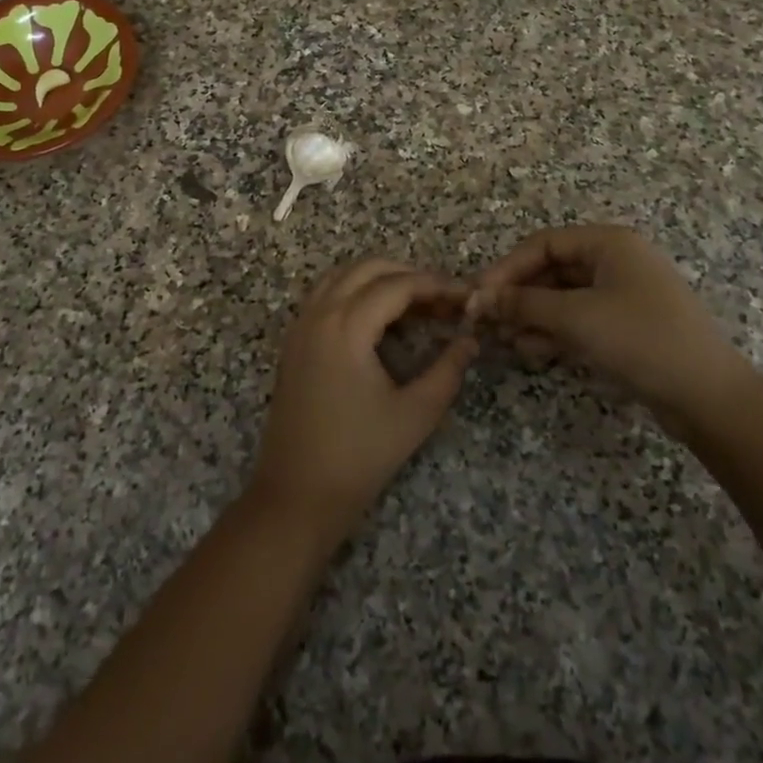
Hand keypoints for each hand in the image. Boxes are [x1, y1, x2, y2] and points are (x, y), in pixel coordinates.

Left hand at [250, 260, 477, 542]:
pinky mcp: (293, 341)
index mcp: (346, 326)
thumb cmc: (359, 456)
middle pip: (367, 268)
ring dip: (378, 279)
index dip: (435, 285)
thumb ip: (447, 370)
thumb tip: (469, 340)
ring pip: (342, 276)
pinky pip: (325, 295)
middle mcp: (319, 314)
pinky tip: (378, 319)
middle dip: (407, 274)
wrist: (296, 494)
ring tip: (414, 303)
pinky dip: (354, 291)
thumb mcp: (415, 414)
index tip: (464, 296)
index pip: (397, 285)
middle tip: (441, 298)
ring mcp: (300, 325)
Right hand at [469, 226, 752, 437]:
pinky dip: (554, 332)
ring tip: (507, 342)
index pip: (542, 244)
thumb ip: (524, 304)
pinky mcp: (625, 327)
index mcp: (608, 243)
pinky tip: (533, 352)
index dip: (506, 268)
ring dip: (532, 317)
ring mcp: (622, 295)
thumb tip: (480, 299)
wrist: (708, 397)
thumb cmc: (640, 339)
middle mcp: (615, 261)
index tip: (478, 297)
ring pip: (562, 298)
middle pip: (551, 271)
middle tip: (488, 323)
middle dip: (518, 297)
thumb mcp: (576, 317)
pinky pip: (579, 320)